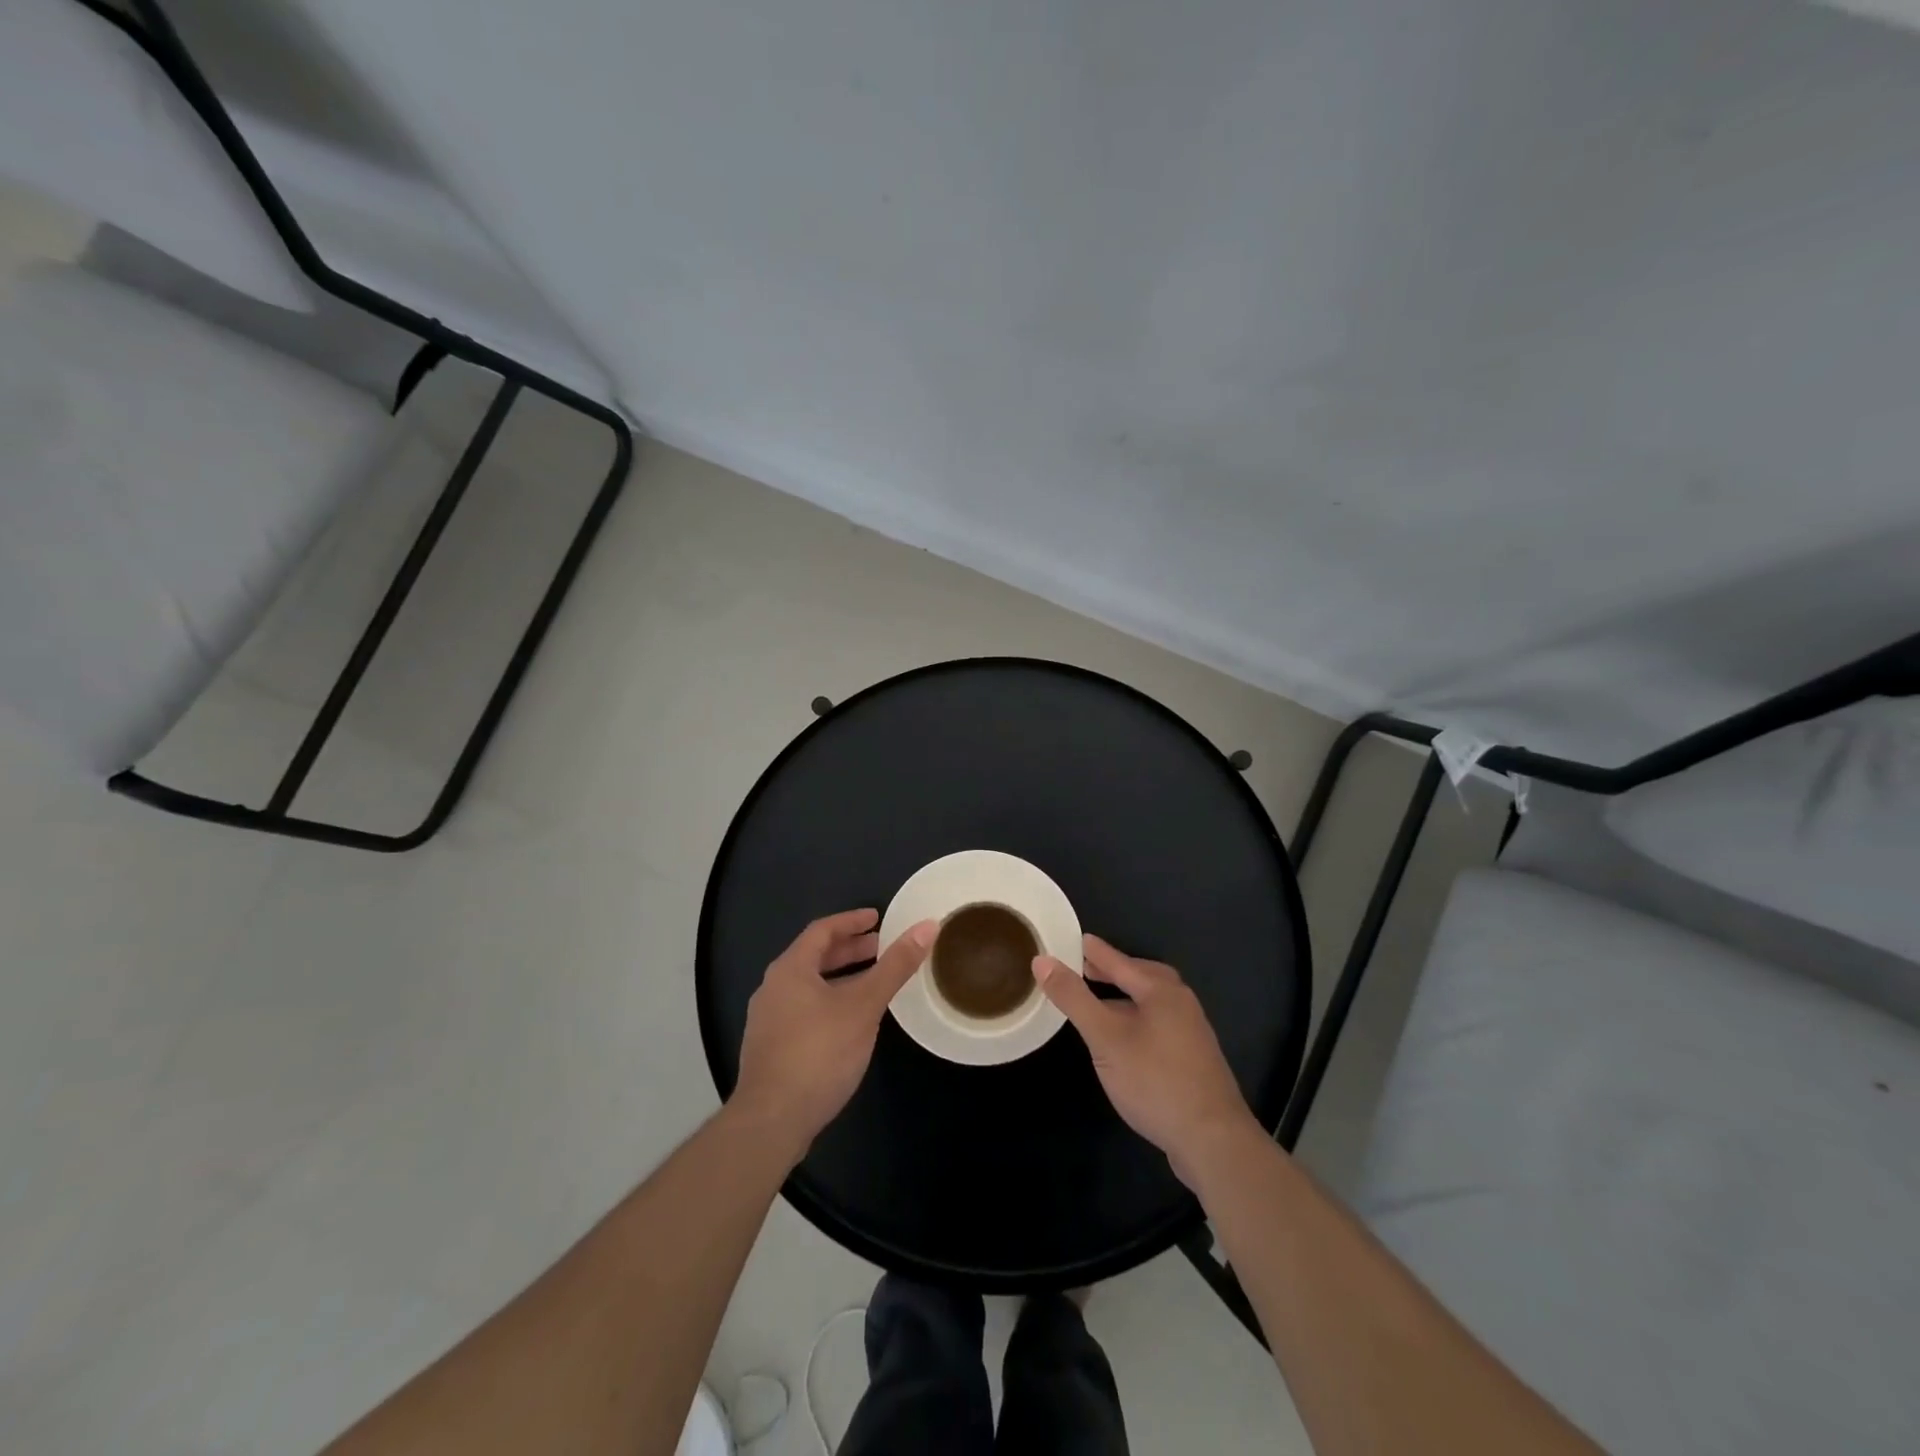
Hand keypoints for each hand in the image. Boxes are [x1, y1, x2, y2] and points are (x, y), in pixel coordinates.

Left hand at [731, 909, 936, 1163]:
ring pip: (810, 986)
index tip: (878, 918)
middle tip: (881, 948)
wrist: (771, 1120)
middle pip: (814, 957)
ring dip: (841, 978)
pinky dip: (830, 1002)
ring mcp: (768, 1020)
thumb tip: (928, 926)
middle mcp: (773, 988)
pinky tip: (851, 1022)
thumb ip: (895, 966)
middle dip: (849, 950)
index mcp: (790, 968)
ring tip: (873, 983)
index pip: (822, 930)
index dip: (851, 921)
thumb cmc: (819, 1053)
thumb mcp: (864, 1006)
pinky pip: (805, 1010)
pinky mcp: (771, 1048)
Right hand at [1035, 935, 1257, 1185]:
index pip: (1119, 961)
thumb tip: (1042, 960)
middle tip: (1084, 969)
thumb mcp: (1105, 1037)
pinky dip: (1136, 1018)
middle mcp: (1180, 1002)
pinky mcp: (1193, 1058)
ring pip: (1151, 1002)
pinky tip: (1124, 1039)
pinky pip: (1158, 1023)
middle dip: (1113, 971)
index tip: (1075, 939)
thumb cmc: (1154, 1080)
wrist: (1213, 1141)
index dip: (1094, 952)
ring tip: (1099, 1003)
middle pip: (1141, 976)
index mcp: (1161, 990)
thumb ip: (1074, 998)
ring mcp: (1191, 1031)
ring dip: (1124, 997)